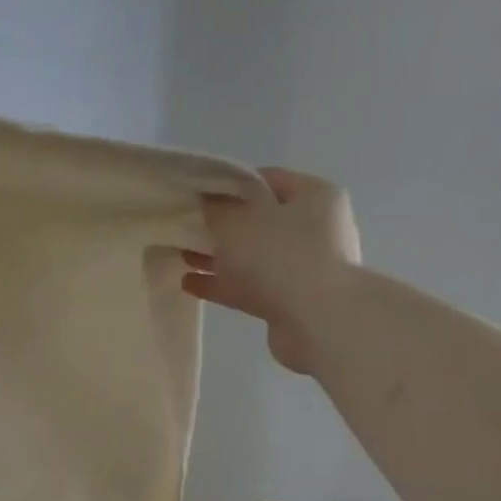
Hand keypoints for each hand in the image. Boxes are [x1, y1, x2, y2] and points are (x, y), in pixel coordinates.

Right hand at [181, 167, 360, 373]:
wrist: (317, 321)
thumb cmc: (280, 256)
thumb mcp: (238, 223)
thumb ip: (217, 210)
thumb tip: (207, 203)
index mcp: (312, 196)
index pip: (266, 179)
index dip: (230, 183)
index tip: (197, 192)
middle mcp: (313, 228)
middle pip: (259, 220)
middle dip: (222, 224)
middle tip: (187, 226)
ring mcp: (302, 267)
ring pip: (251, 256)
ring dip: (218, 257)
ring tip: (183, 256)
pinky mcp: (288, 300)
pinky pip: (248, 286)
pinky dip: (221, 284)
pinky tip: (189, 284)